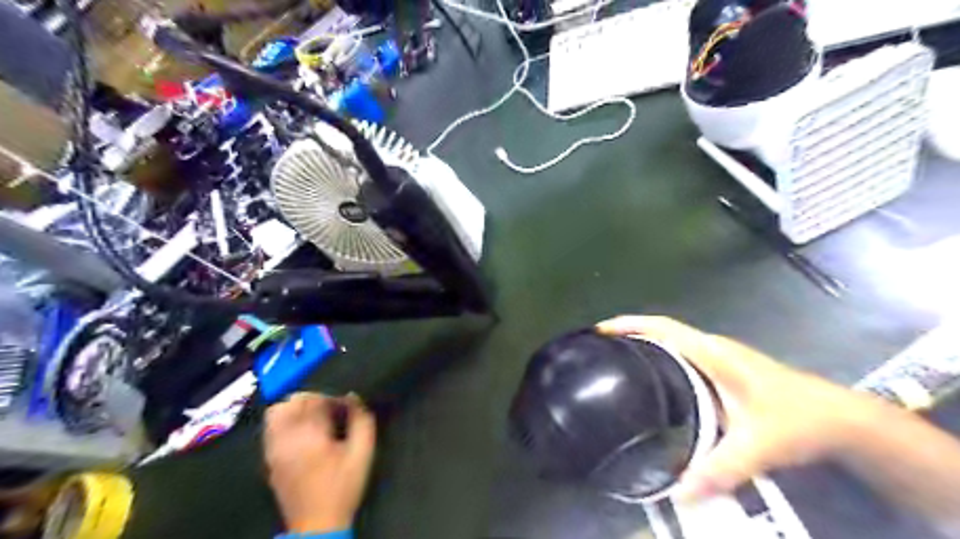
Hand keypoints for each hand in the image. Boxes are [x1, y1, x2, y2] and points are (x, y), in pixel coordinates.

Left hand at [268, 389, 379, 532]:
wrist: (317, 525)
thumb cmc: (343, 487)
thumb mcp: (363, 453)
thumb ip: (362, 420)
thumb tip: (353, 398)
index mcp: (310, 435)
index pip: (315, 400)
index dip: (333, 399)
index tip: (345, 408)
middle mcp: (286, 438)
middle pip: (291, 401)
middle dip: (313, 399)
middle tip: (330, 410)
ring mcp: (273, 449)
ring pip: (276, 412)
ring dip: (296, 408)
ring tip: (313, 418)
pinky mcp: (269, 459)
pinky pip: (271, 429)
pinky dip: (285, 421)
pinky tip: (302, 432)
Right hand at [598, 315, 888, 500]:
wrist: (840, 418)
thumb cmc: (798, 419)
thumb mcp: (757, 445)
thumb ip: (720, 469)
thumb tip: (679, 493)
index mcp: (712, 353)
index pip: (662, 328)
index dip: (630, 324)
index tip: (600, 331)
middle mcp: (711, 349)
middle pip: (660, 331)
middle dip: (628, 333)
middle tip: (598, 351)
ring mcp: (717, 357)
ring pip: (671, 343)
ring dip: (643, 345)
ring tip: (615, 363)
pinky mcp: (722, 370)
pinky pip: (681, 356)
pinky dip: (660, 359)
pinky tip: (651, 383)